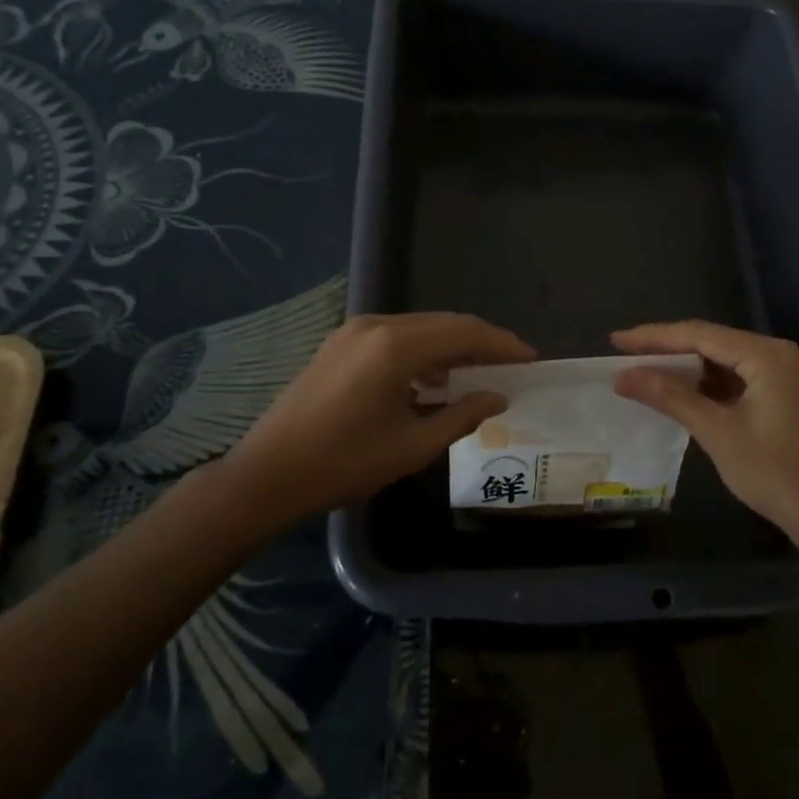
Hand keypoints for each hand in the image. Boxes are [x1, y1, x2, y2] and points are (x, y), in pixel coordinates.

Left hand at [223, 312, 535, 522]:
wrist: (268, 475)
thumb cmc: (344, 464)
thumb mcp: (412, 446)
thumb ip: (461, 416)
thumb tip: (498, 398)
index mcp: (396, 346)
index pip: (465, 333)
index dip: (502, 344)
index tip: (531, 359)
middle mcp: (376, 326)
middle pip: (444, 324)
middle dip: (481, 343)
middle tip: (511, 365)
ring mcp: (354, 331)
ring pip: (420, 328)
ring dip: (452, 347)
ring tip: (479, 374)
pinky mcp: (340, 344)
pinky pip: (395, 337)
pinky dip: (423, 353)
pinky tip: (433, 381)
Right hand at [612, 320, 798, 545]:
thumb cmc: (776, 473)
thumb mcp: (717, 432)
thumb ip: (670, 397)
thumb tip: (624, 376)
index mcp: (767, 354)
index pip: (699, 334)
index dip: (653, 337)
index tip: (616, 340)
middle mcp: (778, 354)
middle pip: (711, 342)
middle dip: (667, 349)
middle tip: (624, 354)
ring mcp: (784, 375)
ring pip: (723, 361)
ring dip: (685, 368)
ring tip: (642, 371)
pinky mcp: (784, 396)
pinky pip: (737, 379)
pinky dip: (706, 385)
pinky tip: (678, 392)